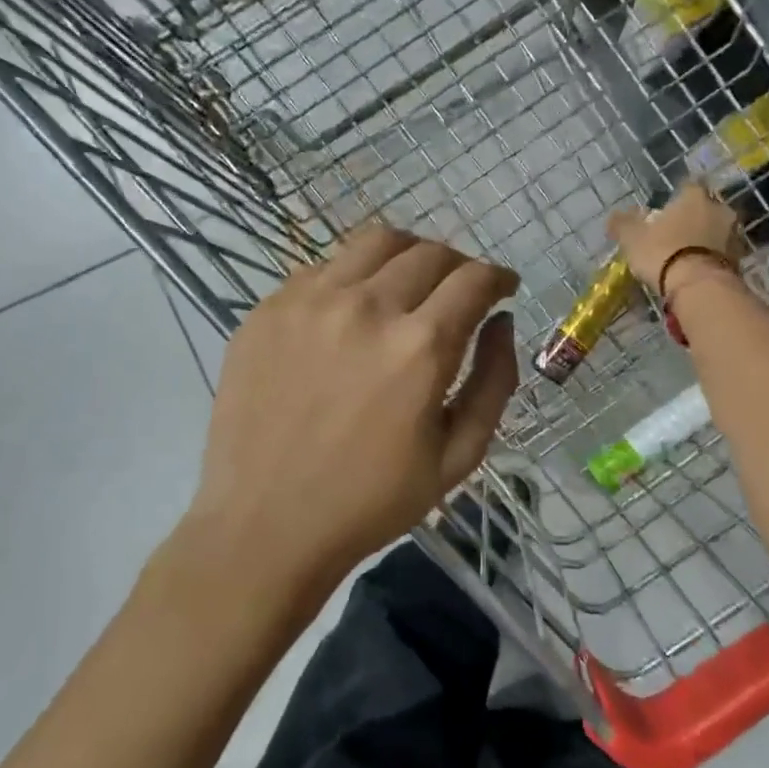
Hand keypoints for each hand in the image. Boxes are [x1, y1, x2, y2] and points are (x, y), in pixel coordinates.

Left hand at [184, 227, 519, 607]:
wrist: (266, 525)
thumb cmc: (372, 501)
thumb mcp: (459, 456)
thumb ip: (494, 381)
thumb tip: (501, 322)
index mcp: (420, 346)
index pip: (474, 279)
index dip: (498, 277)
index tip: (502, 288)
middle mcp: (366, 307)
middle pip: (429, 252)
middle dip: (458, 266)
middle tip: (459, 292)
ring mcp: (310, 302)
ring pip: (374, 242)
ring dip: (408, 254)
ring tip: (409, 282)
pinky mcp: (268, 309)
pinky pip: (323, 267)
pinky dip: (354, 275)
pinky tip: (353, 309)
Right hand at [606, 183, 744, 296]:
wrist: (698, 286)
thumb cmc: (663, 252)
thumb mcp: (633, 238)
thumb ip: (623, 223)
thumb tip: (614, 216)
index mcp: (694, 196)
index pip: (689, 186)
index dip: (678, 197)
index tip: (668, 210)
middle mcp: (719, 208)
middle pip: (707, 208)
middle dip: (695, 218)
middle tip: (678, 233)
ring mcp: (733, 234)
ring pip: (718, 230)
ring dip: (706, 238)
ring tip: (689, 255)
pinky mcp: (740, 259)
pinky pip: (723, 253)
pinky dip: (713, 257)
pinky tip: (699, 269)